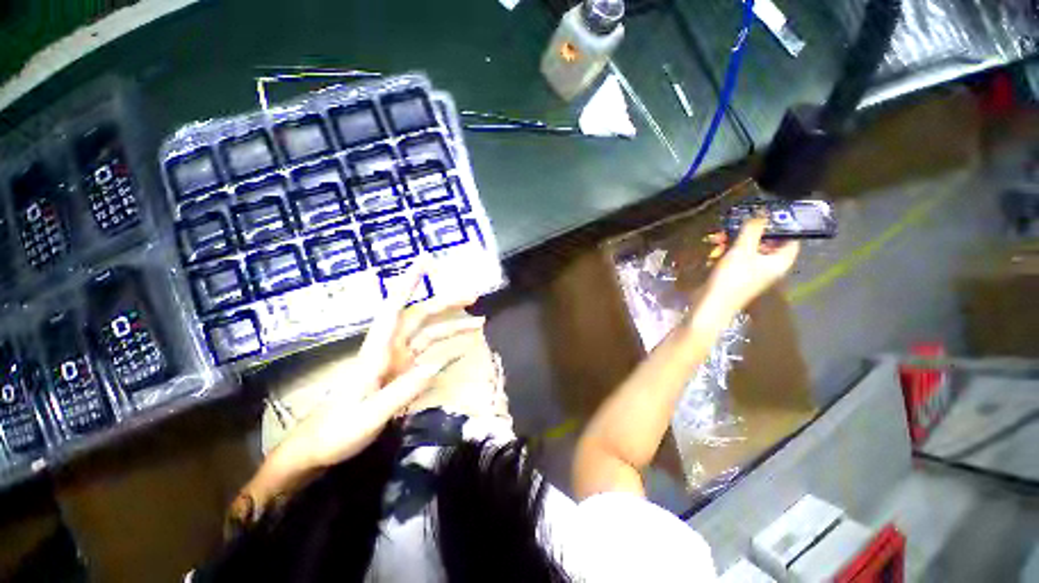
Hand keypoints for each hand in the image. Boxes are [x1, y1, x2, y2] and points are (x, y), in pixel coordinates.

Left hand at [280, 264, 484, 469]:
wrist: (319, 449)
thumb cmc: (337, 431)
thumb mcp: (368, 416)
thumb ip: (402, 391)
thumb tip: (437, 364)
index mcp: (376, 351)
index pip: (394, 307)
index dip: (409, 282)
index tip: (425, 261)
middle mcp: (390, 349)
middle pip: (420, 317)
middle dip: (445, 303)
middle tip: (473, 296)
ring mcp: (398, 361)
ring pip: (430, 335)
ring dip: (453, 327)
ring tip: (479, 324)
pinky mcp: (403, 373)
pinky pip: (430, 356)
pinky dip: (448, 350)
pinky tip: (464, 350)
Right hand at [705, 218, 799, 312]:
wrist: (711, 303)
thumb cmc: (732, 278)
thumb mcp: (742, 250)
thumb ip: (753, 229)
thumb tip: (764, 211)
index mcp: (779, 262)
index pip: (790, 240)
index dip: (782, 226)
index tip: (766, 214)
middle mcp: (769, 266)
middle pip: (765, 243)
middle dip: (749, 233)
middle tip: (735, 225)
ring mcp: (752, 272)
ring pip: (747, 249)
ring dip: (733, 241)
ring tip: (718, 238)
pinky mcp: (736, 275)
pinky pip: (736, 257)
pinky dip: (727, 251)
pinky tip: (714, 249)